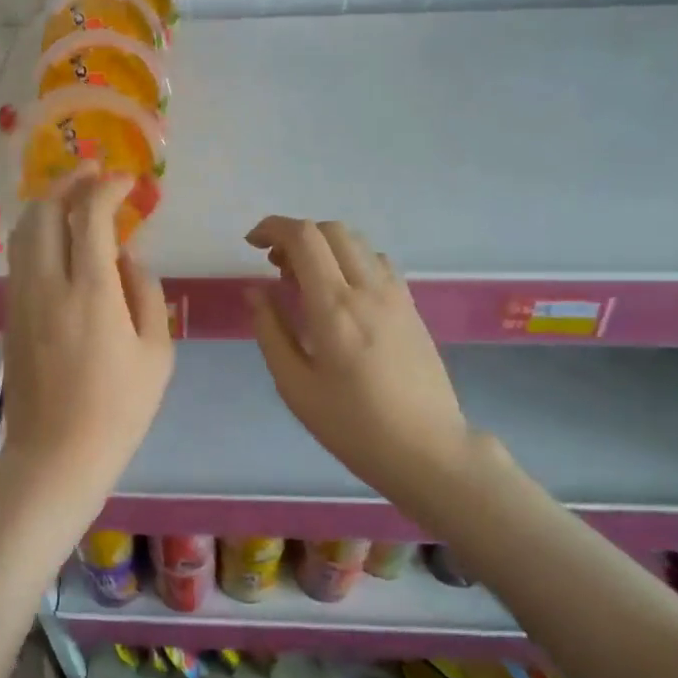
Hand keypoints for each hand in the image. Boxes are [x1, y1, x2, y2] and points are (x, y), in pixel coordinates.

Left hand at [0, 168, 173, 527]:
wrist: (57, 454)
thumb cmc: (119, 409)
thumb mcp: (156, 353)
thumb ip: (145, 292)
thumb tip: (127, 256)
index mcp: (91, 292)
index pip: (90, 216)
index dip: (107, 188)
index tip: (128, 181)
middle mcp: (47, 284)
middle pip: (43, 211)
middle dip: (68, 182)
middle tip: (94, 173)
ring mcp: (21, 298)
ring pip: (22, 231)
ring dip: (46, 204)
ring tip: (73, 196)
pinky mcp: (10, 314)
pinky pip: (19, 257)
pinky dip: (36, 233)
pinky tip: (59, 239)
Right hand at [245, 217, 478, 510]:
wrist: (427, 449)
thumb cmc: (352, 426)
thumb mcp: (295, 386)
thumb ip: (271, 331)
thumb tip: (255, 291)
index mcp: (334, 307)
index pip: (304, 238)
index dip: (273, 228)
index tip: (251, 244)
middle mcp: (368, 289)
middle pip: (331, 230)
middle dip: (296, 235)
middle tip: (274, 266)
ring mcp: (396, 295)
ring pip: (357, 243)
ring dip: (324, 246)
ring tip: (304, 281)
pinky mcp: (411, 307)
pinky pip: (377, 263)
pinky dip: (350, 261)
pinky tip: (341, 295)